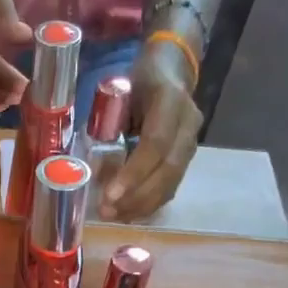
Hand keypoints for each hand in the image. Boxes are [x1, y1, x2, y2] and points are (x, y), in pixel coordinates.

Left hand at [99, 41, 202, 221]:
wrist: (172, 71)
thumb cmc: (138, 82)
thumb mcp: (119, 94)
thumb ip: (110, 128)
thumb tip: (95, 171)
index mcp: (170, 100)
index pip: (156, 143)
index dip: (134, 173)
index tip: (110, 194)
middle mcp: (188, 123)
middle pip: (167, 169)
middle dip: (136, 196)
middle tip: (108, 212)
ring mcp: (192, 142)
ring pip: (172, 182)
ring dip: (142, 205)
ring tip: (115, 216)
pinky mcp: (188, 158)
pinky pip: (172, 186)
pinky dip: (150, 203)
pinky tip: (130, 213)